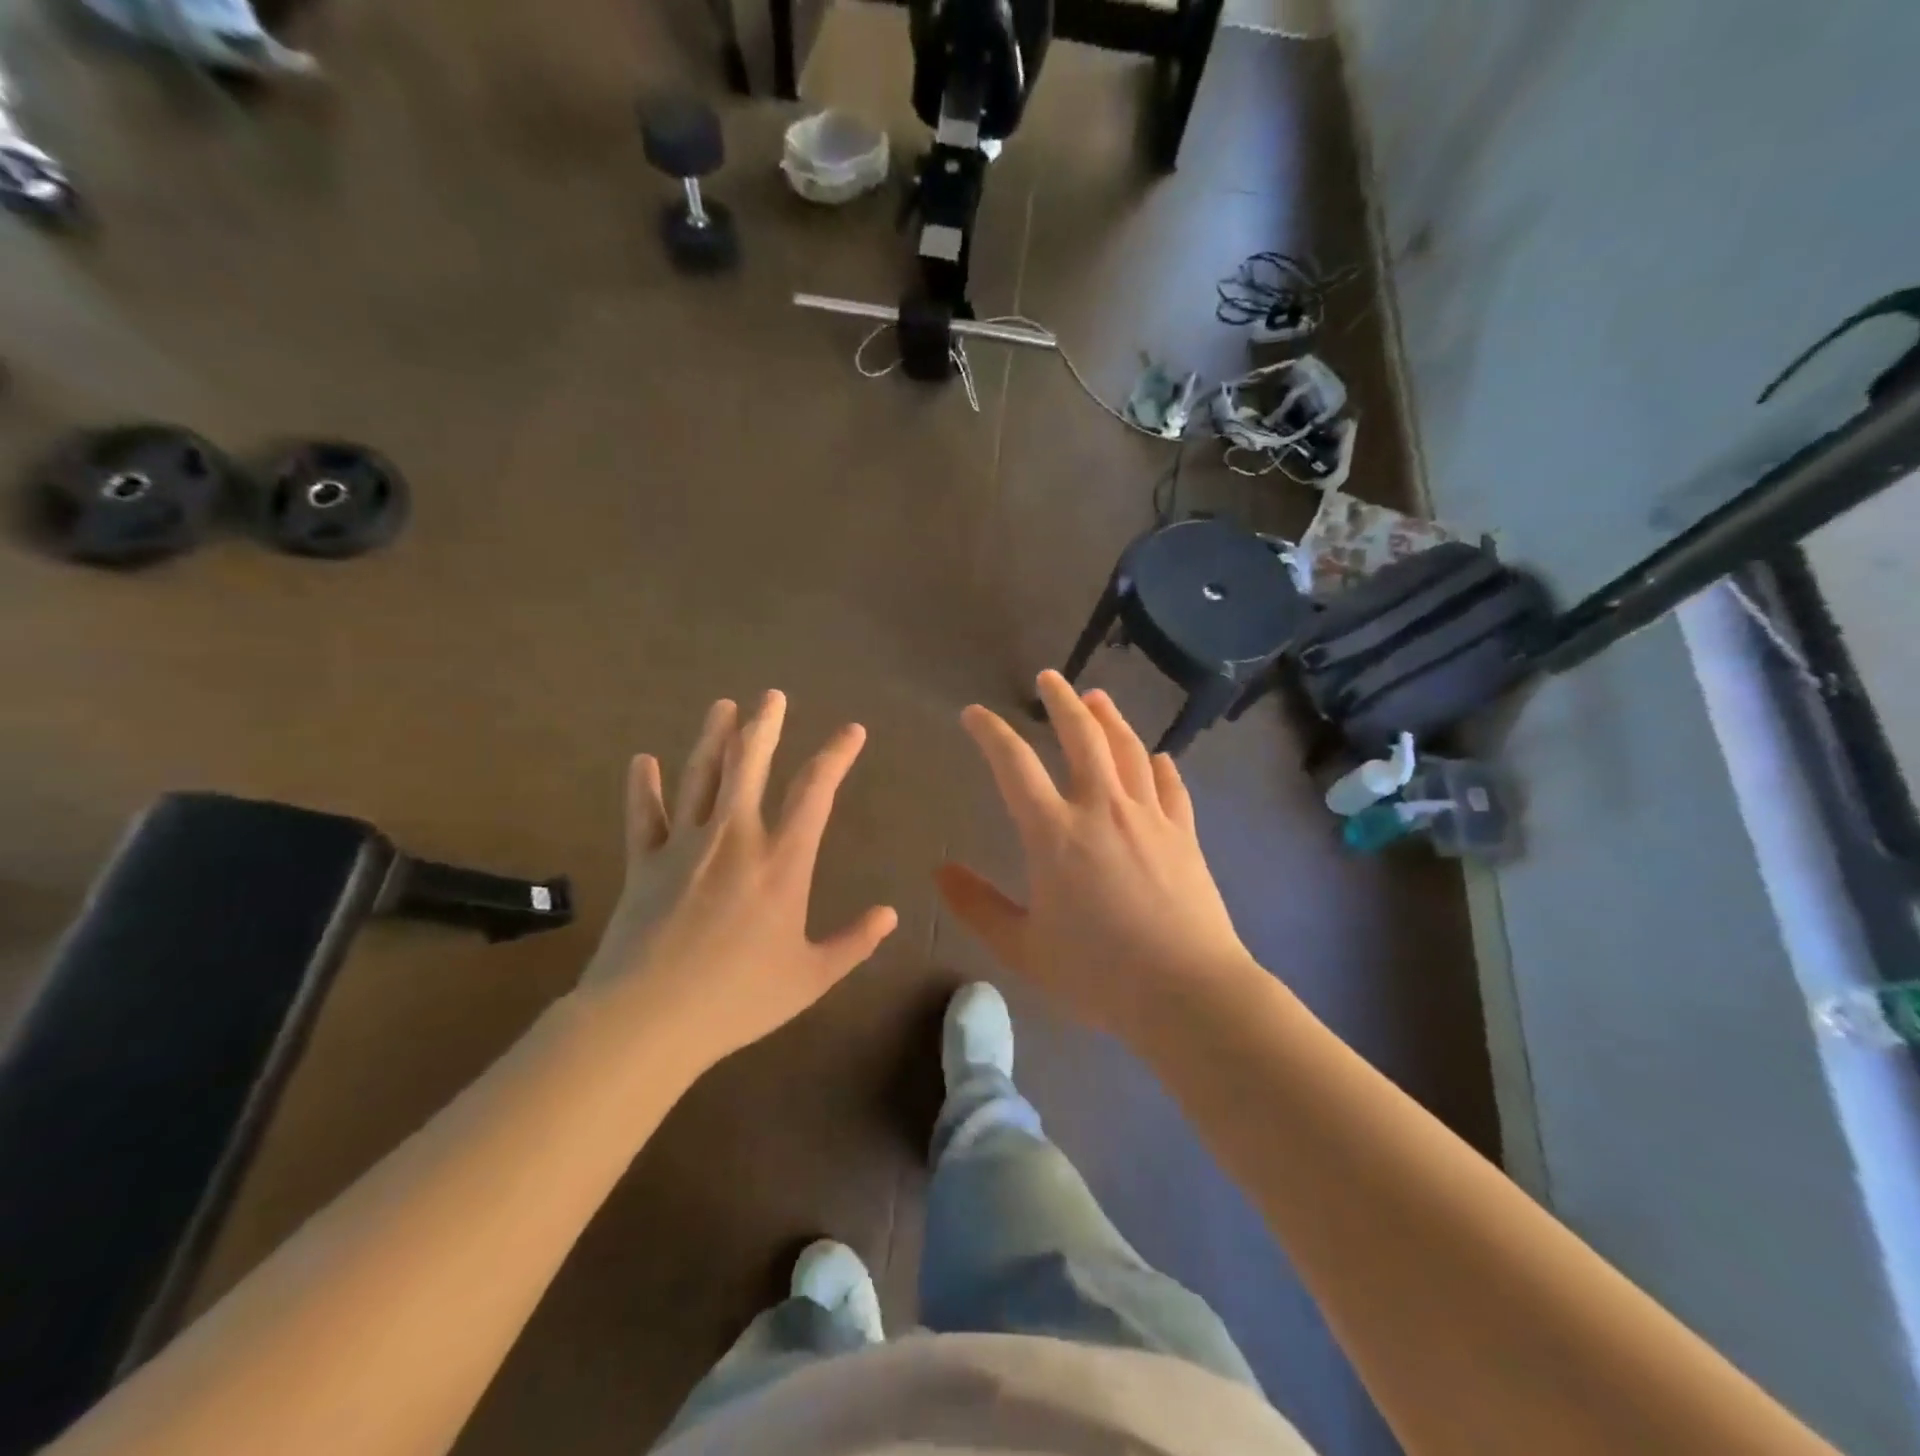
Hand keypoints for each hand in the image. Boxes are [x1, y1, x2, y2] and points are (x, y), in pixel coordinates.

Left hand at [581, 691, 898, 1075]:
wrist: (648, 1021)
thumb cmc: (738, 999)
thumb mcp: (811, 977)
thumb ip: (854, 942)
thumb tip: (891, 914)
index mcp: (781, 860)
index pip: (815, 791)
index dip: (836, 755)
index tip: (852, 730)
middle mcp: (734, 837)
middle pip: (749, 764)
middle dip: (764, 725)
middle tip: (772, 695)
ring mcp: (684, 845)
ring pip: (700, 776)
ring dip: (712, 737)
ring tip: (722, 705)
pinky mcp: (644, 862)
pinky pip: (644, 814)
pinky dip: (643, 786)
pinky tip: (642, 760)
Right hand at [936, 671, 1256, 1041]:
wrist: (1187, 993)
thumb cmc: (1098, 974)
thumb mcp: (1023, 948)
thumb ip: (978, 906)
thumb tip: (940, 871)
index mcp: (1054, 833)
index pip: (1014, 765)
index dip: (990, 732)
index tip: (974, 714)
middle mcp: (1102, 809)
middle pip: (1082, 736)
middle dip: (1061, 701)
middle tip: (1048, 678)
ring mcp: (1149, 817)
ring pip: (1129, 750)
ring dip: (1110, 718)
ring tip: (1097, 698)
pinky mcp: (1184, 834)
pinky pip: (1171, 786)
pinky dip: (1161, 765)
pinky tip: (1159, 756)